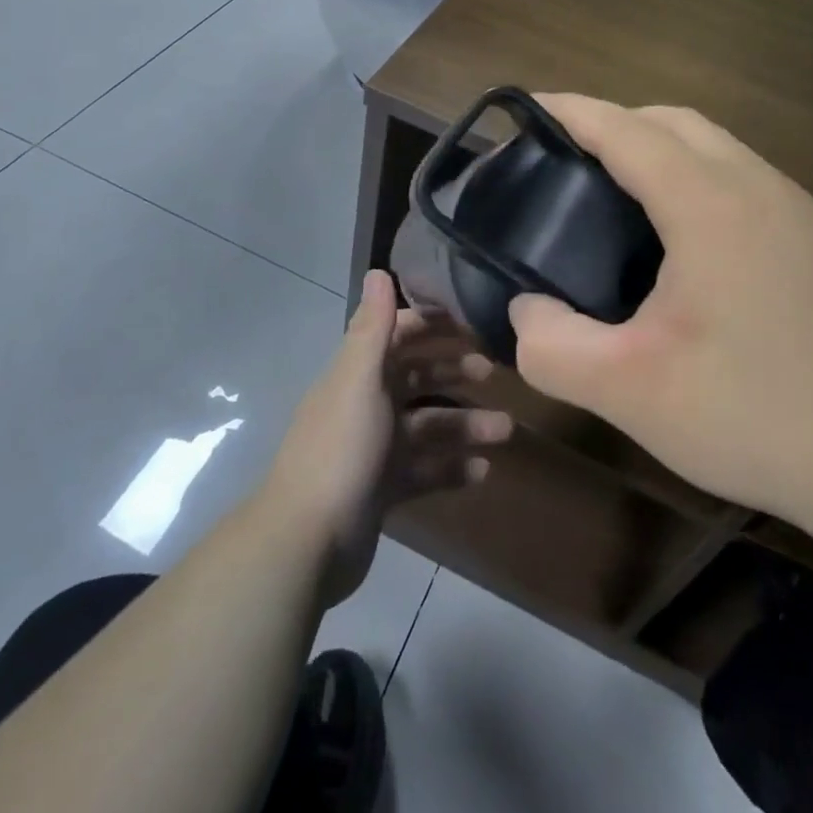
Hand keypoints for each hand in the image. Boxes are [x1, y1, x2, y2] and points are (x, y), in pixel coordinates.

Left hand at [265, 271, 511, 606]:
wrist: (306, 542)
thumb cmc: (341, 449)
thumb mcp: (360, 380)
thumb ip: (372, 327)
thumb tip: (379, 270)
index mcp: (358, 374)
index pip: (396, 335)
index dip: (429, 324)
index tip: (468, 322)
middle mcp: (365, 404)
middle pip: (416, 378)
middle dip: (454, 372)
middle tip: (495, 372)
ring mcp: (374, 449)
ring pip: (427, 426)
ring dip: (465, 425)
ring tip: (505, 432)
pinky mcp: (382, 490)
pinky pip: (425, 470)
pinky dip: (452, 468)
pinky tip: (482, 472)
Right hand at [509, 95, 812, 529]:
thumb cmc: (760, 414)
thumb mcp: (632, 392)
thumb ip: (555, 347)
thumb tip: (526, 309)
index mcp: (709, 202)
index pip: (626, 129)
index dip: (571, 112)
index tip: (527, 108)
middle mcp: (759, 186)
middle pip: (675, 121)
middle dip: (615, 122)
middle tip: (568, 161)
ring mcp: (801, 211)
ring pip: (718, 148)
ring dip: (662, 149)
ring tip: (620, 196)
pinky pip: (746, 180)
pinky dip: (699, 179)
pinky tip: (689, 244)